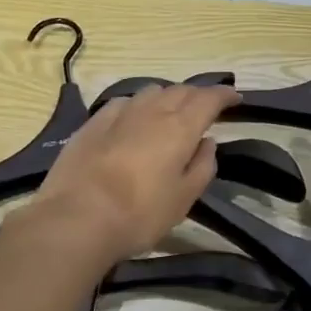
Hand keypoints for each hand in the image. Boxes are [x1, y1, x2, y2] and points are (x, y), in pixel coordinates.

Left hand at [30, 83, 240, 265]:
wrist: (76, 219)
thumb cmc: (140, 214)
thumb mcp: (184, 199)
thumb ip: (202, 166)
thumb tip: (207, 142)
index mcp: (180, 128)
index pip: (209, 99)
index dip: (224, 95)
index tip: (234, 97)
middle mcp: (152, 111)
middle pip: (180, 91)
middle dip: (197, 95)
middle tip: (206, 107)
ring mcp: (119, 114)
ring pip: (151, 92)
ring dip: (167, 97)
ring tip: (171, 112)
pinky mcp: (92, 124)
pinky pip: (123, 103)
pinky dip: (138, 106)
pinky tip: (133, 119)